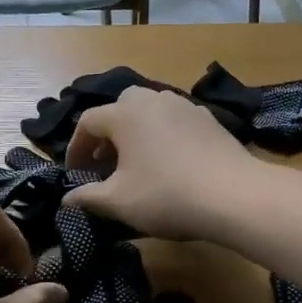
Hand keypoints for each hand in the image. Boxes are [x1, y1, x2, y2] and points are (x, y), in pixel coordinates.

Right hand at [64, 86, 266, 240]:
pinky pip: (175, 122)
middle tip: (105, 163)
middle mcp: (153, 100)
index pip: (88, 122)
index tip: (75, 173)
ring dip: (136, 133)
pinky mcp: (210, 120)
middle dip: (107, 134)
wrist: (235, 196)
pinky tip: (170, 163)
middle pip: (120, 107)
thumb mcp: (118, 202)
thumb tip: (66, 199)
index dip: (76, 148)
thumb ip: (87, 197)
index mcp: (125, 114)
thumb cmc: (166, 196)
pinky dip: (163, 136)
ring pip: (150, 111)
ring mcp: (185, 107)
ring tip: (136, 163)